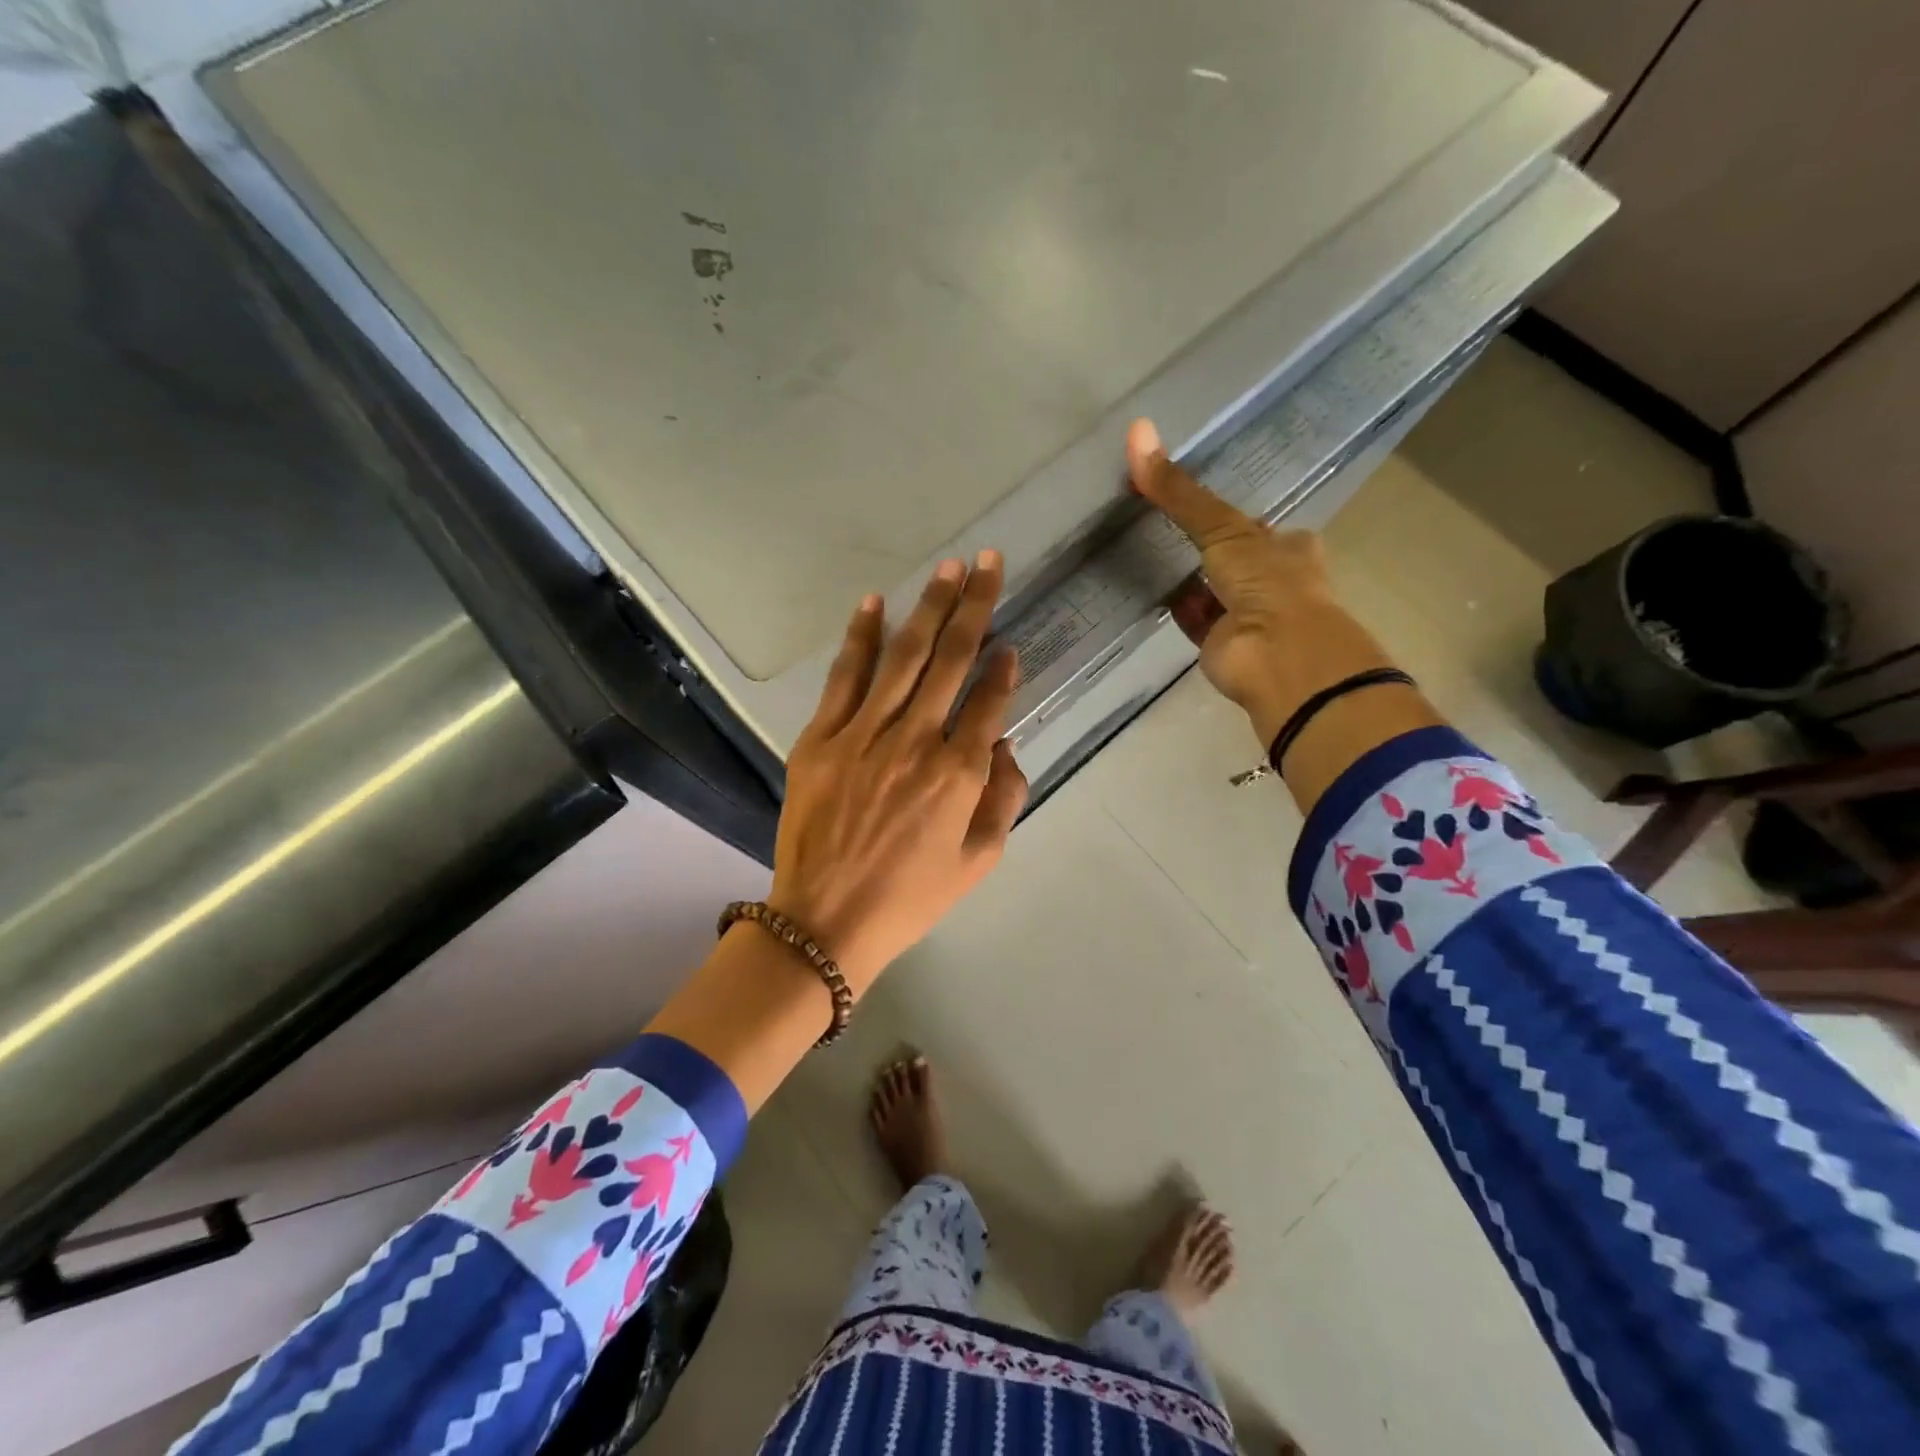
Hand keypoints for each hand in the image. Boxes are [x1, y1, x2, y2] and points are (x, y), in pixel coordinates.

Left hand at [769, 552, 1027, 989]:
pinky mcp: (821, 738)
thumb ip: (1003, 798)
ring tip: (951, 567)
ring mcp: (864, 734)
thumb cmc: (910, 898)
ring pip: (904, 657)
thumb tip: (1004, 744)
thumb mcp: (979, 862)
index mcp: (959, 774)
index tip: (1011, 642)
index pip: (989, 702)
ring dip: (930, 608)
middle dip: (975, 606)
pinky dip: (861, 638)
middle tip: (990, 562)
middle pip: (952, 660)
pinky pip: (845, 677)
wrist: (825, 922)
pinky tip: (875, 603)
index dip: (1003, 669)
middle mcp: (916, 741)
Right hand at [1127, 419, 1395, 742]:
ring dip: (1189, 579)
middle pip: (1234, 559)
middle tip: (1168, 529)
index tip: (1200, 507)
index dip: (1231, 516)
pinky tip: (1152, 592)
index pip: (1257, 527)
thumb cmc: (1266, 582)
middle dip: (1208, 550)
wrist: (1275, 655)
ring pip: (1212, 591)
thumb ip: (1179, 492)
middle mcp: (1272, 582)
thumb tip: (1137, 430)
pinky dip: (1176, 607)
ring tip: (1152, 554)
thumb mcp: (1223, 528)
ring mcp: (1247, 617)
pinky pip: (1193, 619)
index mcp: (1288, 549)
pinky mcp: (1220, 644)